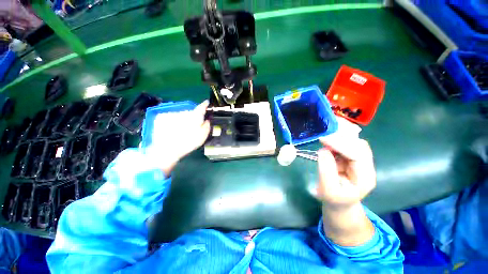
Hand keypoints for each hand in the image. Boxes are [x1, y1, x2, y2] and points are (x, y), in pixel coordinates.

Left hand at [148, 100, 210, 173]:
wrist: (167, 149)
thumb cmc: (188, 142)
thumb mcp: (203, 136)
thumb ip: (207, 125)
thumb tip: (207, 119)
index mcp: (195, 115)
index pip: (202, 106)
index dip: (205, 104)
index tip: (207, 103)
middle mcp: (184, 111)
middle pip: (191, 112)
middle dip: (193, 117)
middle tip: (193, 127)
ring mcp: (172, 113)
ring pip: (181, 115)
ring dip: (183, 120)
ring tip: (182, 131)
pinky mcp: (162, 117)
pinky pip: (172, 118)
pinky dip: (174, 122)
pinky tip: (173, 130)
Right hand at [317, 137, 375, 245]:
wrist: (339, 204)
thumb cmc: (334, 200)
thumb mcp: (328, 190)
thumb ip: (326, 170)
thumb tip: (323, 150)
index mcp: (365, 177)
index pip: (357, 154)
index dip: (341, 145)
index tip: (323, 139)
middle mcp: (366, 167)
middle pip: (358, 145)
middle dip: (340, 139)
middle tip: (323, 138)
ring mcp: (359, 162)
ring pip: (353, 143)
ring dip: (338, 140)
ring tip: (324, 141)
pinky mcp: (350, 159)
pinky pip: (345, 146)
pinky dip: (336, 143)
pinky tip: (327, 145)